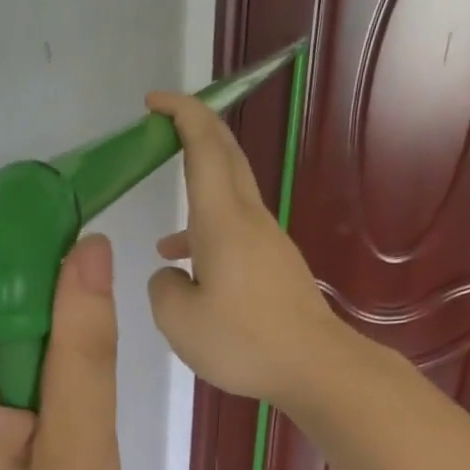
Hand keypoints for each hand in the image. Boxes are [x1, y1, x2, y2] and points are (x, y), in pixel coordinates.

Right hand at [144, 92, 347, 406]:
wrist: (315, 366)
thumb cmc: (243, 341)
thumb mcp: (179, 320)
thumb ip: (163, 287)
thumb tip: (171, 273)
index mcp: (222, 221)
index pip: (204, 147)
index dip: (181, 115)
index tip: (154, 102)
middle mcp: (248, 220)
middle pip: (225, 158)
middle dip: (195, 133)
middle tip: (161, 130)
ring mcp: (266, 242)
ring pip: (228, 199)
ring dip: (197, 195)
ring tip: (161, 242)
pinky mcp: (275, 266)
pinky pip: (235, 233)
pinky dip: (207, 237)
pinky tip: (193, 276)